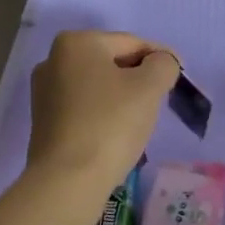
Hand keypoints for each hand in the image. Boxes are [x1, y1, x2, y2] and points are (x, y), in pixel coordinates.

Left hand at [27, 30, 180, 190]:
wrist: (67, 181)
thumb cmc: (110, 124)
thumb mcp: (150, 87)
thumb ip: (163, 65)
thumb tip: (160, 64)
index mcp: (76, 42)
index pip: (132, 43)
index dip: (161, 58)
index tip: (180, 76)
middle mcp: (53, 60)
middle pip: (112, 62)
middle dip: (140, 77)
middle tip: (163, 99)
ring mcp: (44, 92)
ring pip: (99, 86)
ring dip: (123, 96)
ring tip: (142, 119)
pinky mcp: (44, 121)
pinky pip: (85, 107)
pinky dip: (105, 114)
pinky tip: (118, 133)